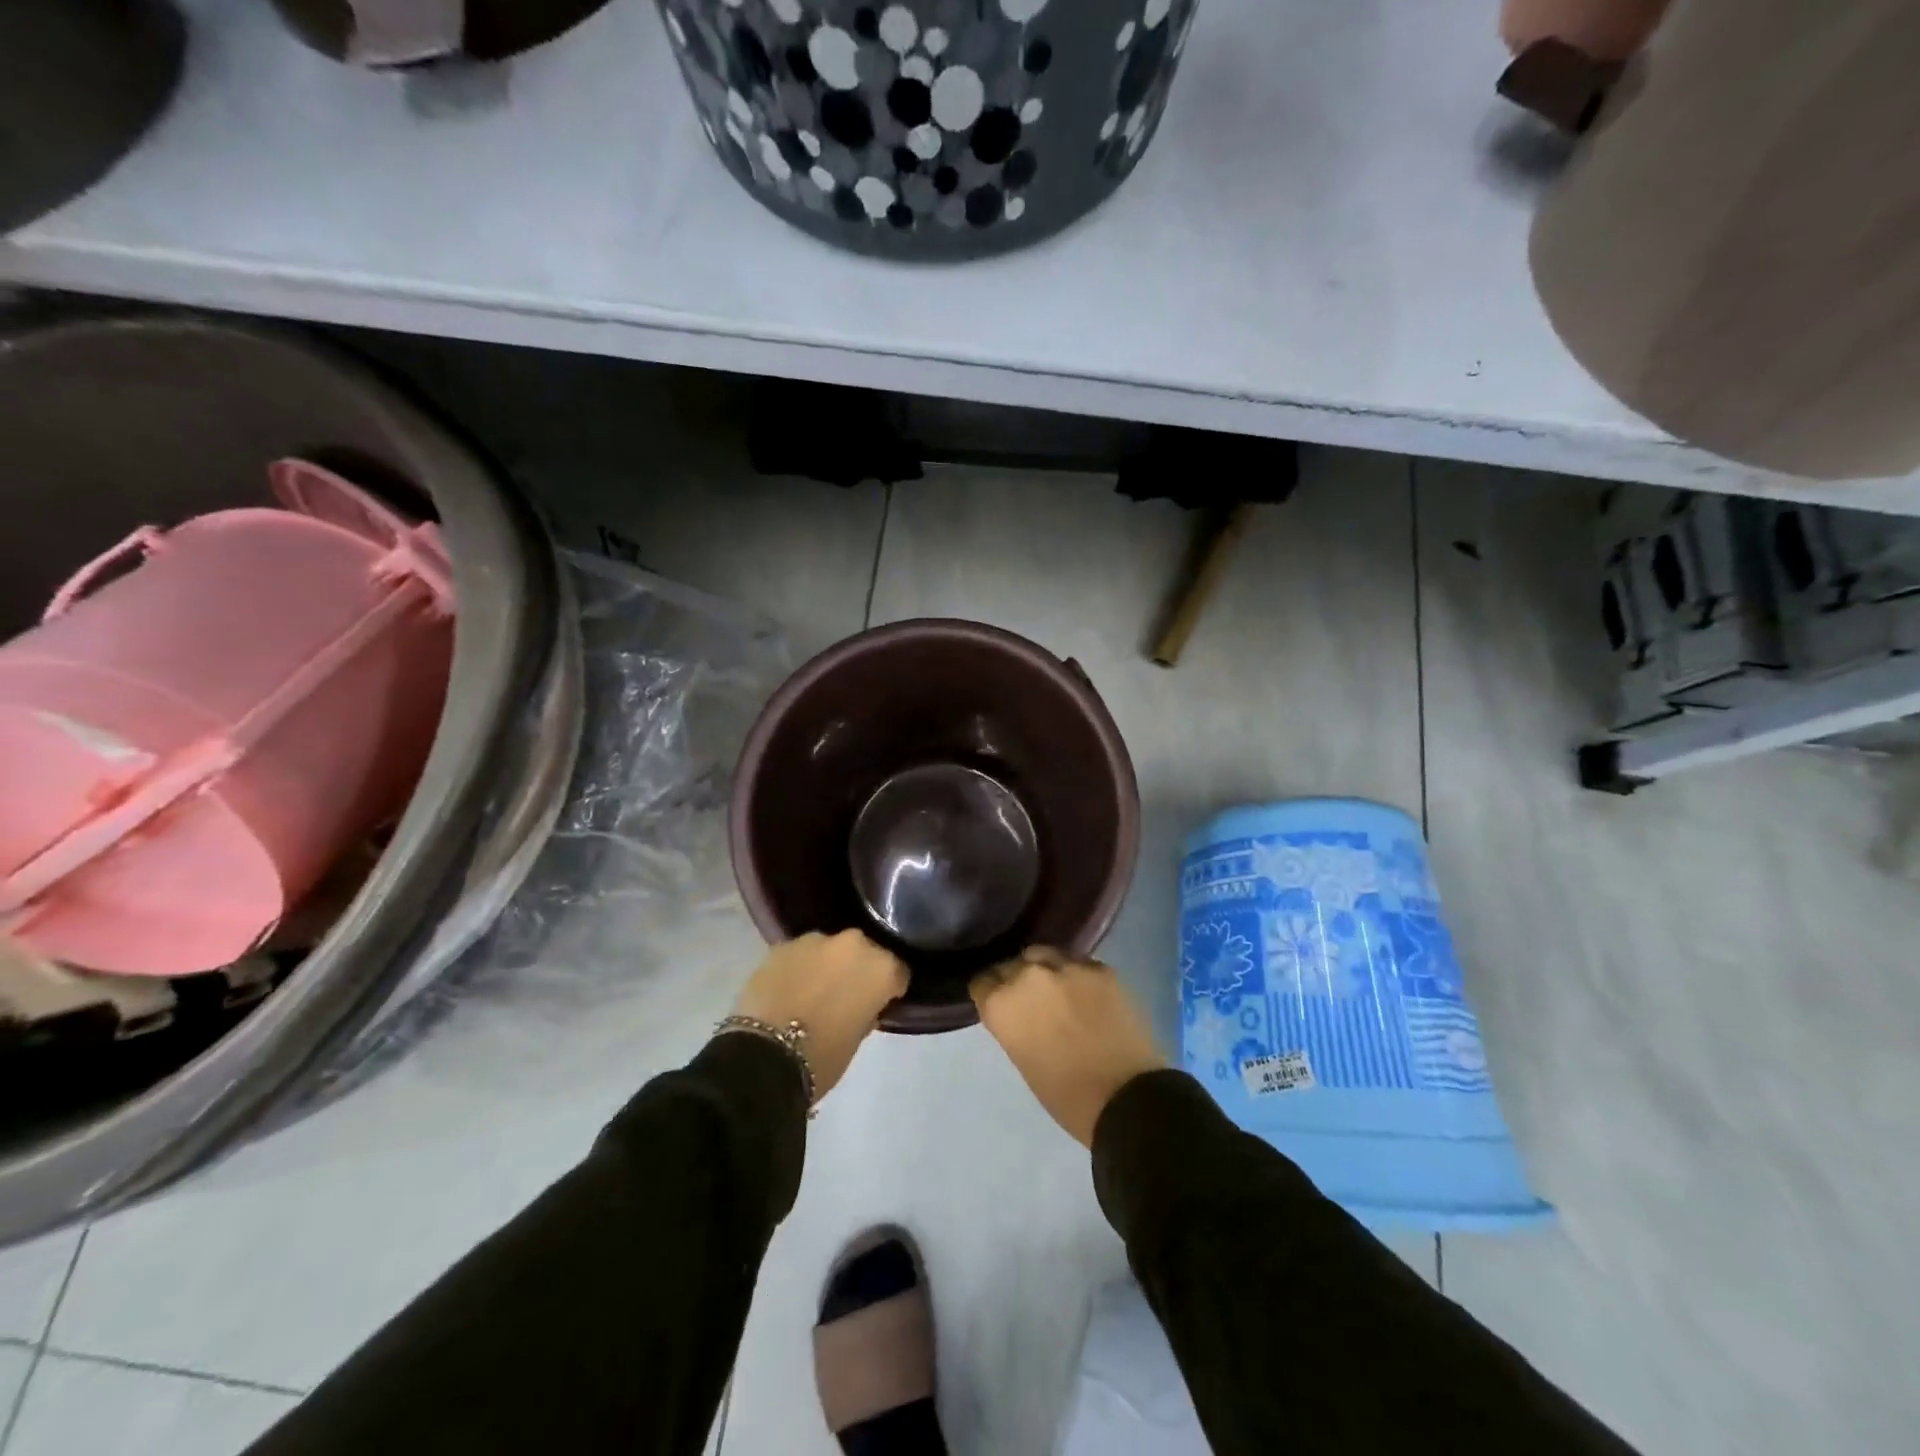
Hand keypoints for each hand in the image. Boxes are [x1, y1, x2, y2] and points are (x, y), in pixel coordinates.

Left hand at [731, 931, 907, 1100]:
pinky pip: (801, 954)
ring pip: (831, 949)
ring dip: (828, 965)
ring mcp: (815, 940)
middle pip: (865, 953)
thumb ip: (867, 1011)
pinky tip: (790, 988)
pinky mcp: (782, 944)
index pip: (898, 972)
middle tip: (846, 996)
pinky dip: (800, 967)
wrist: (763, 1056)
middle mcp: (853, 944)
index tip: (880, 1004)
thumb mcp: (857, 1038)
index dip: (890, 989)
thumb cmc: (822, 1057)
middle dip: (858, 970)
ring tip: (814, 991)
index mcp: (881, 968)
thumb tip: (862, 1003)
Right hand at [971, 947, 1167, 1146]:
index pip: (982, 982)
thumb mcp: (1022, 1057)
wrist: (1126, 1097)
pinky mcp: (1100, 967)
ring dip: (1045, 970)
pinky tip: (1086, 992)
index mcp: (1002, 1003)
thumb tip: (1019, 1011)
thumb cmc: (1065, 1095)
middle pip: (1012, 964)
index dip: (991, 994)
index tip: (999, 1004)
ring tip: (1057, 989)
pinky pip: (1078, 963)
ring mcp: (1067, 966)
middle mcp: (1028, 975)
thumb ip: (1013, 1022)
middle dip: (1016, 979)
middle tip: (1030, 1000)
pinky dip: (1076, 975)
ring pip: (1044, 955)